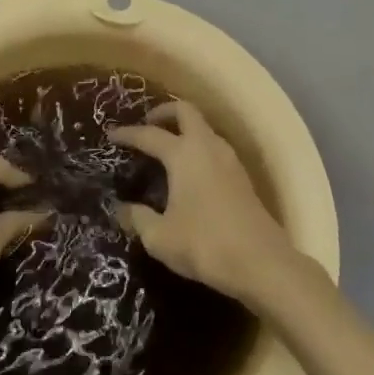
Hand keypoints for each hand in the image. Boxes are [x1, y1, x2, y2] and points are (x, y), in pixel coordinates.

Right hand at [108, 102, 297, 303]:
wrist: (262, 263)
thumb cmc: (205, 244)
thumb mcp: (160, 237)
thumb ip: (137, 218)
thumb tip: (121, 208)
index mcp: (183, 154)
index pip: (149, 135)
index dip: (128, 134)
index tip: (111, 135)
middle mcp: (207, 146)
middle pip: (185, 111)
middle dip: (164, 112)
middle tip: (147, 126)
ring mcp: (229, 158)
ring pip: (204, 127)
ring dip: (184, 129)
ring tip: (167, 147)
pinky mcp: (242, 176)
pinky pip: (214, 146)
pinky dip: (198, 146)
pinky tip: (189, 171)